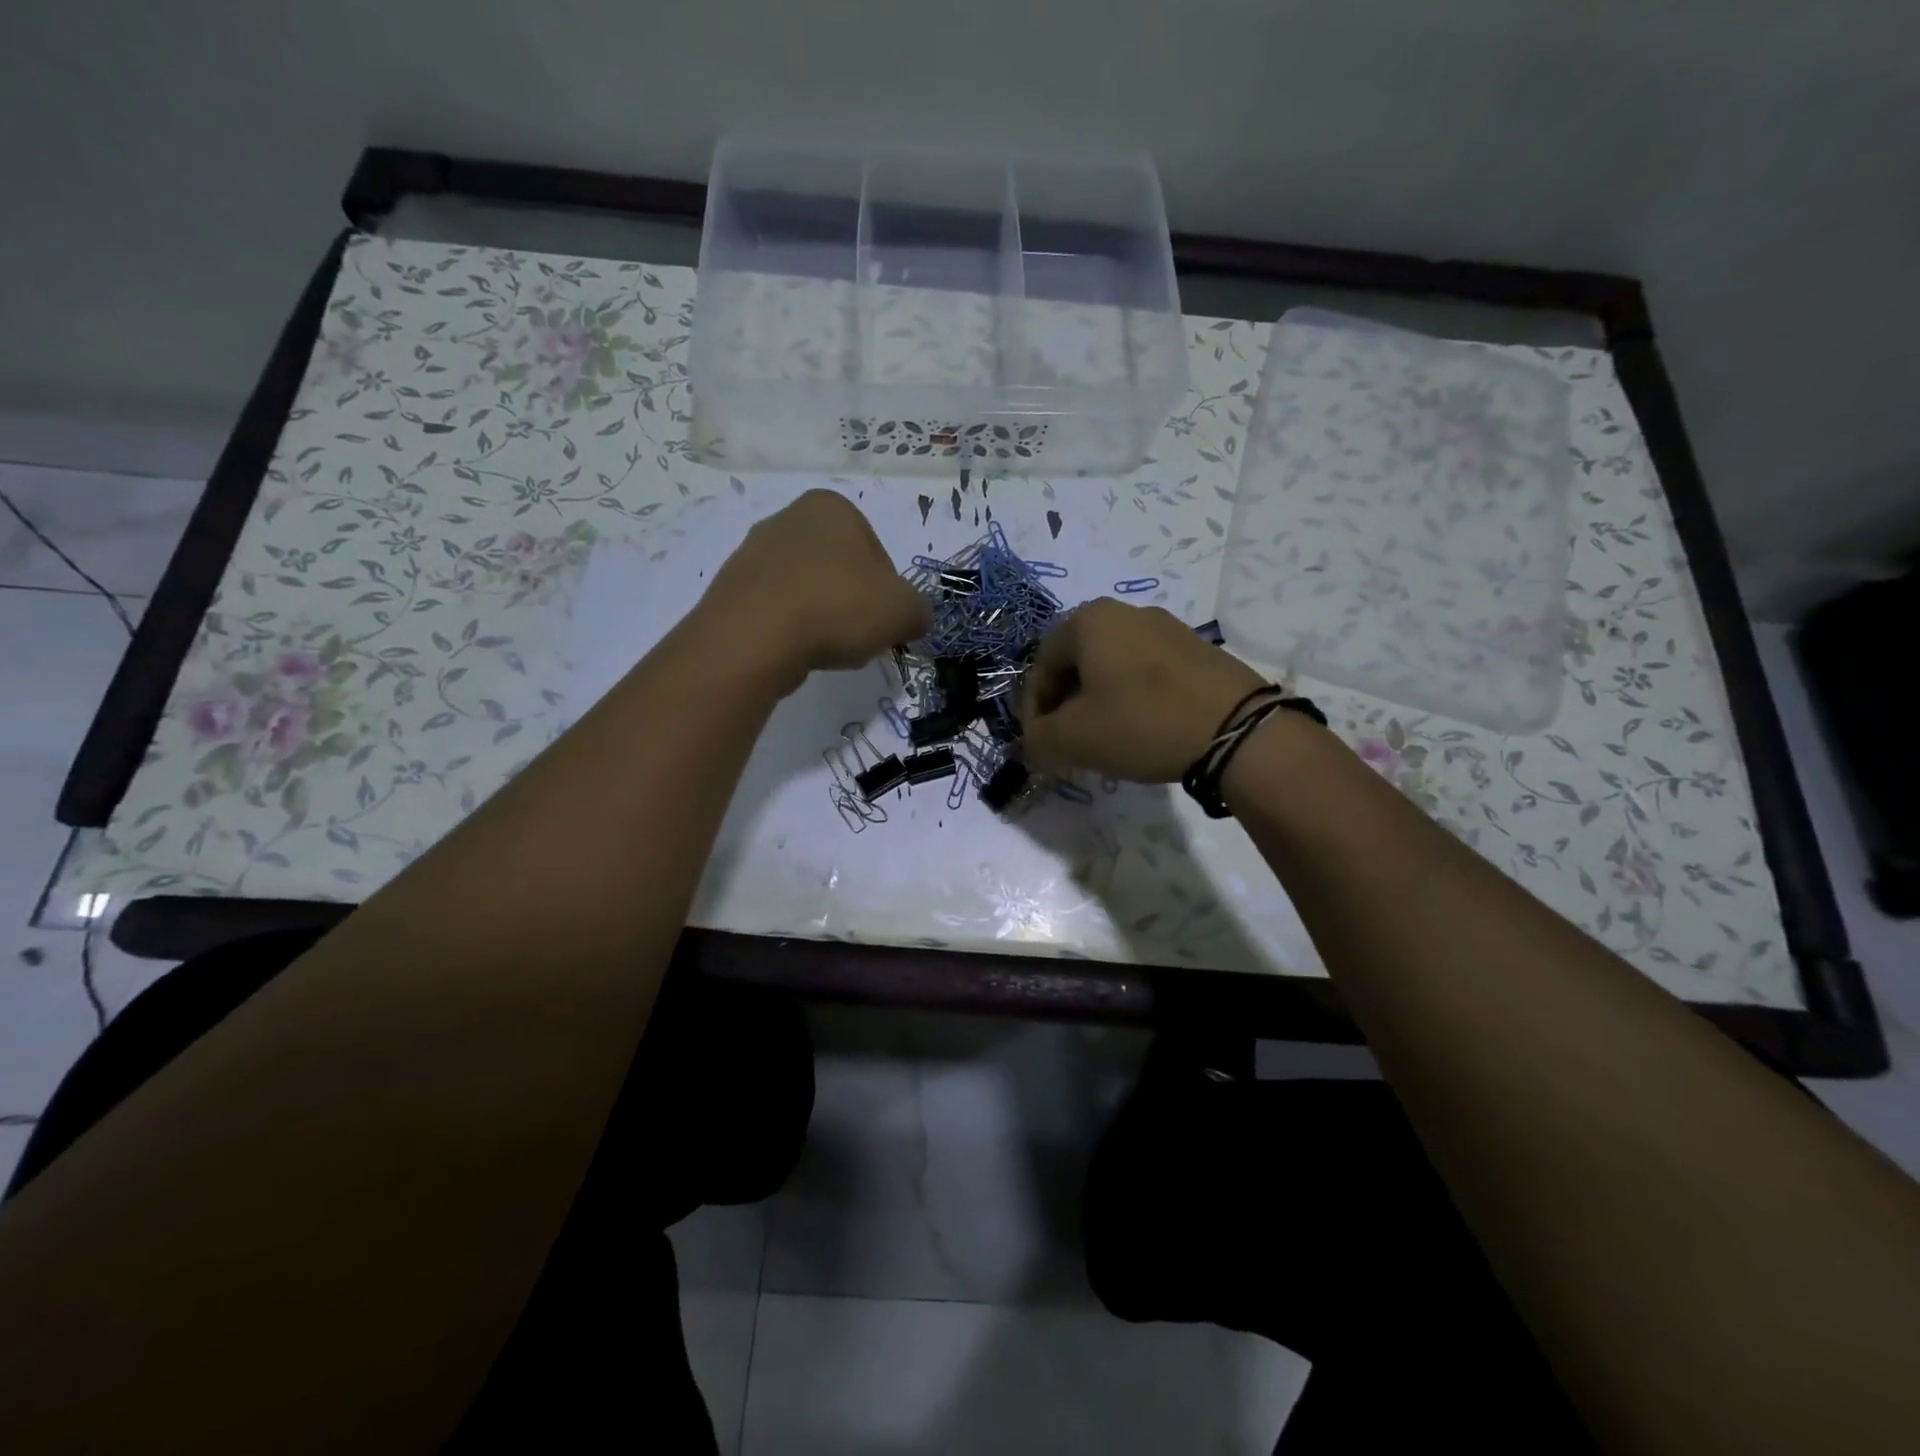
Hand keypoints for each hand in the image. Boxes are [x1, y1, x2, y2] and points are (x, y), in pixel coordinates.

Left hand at [699, 490, 930, 688]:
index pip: (878, 554)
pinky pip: (778, 610)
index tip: (885, 622)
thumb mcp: (903, 611)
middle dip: (854, 604)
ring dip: (823, 618)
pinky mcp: (731, 588)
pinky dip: (792, 630)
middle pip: (841, 571)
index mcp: (832, 507)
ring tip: (825, 649)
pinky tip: (795, 652)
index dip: (889, 594)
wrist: (754, 637)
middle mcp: (788, 518)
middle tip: (859, 638)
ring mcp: (753, 552)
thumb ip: (918, 611)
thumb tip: (913, 620)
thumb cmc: (836, 607)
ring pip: (809, 591)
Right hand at [1019, 599, 1267, 781]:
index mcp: (1089, 621)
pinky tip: (1142, 731)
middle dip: (1065, 705)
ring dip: (1098, 704)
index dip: (1033, 709)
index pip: (1040, 665)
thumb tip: (1033, 741)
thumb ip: (1038, 739)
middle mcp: (1126, 613)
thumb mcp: (1074, 738)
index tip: (1039, 743)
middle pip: (1077, 663)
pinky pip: (1146, 673)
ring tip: (1105, 741)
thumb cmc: (1142, 723)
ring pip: (1112, 668)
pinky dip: (1132, 700)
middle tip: (1068, 743)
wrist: (1238, 730)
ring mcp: (1167, 628)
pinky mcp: (1197, 650)